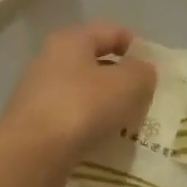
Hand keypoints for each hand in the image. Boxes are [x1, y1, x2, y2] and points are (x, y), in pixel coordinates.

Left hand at [0, 22, 156, 186]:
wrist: (32, 154)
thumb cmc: (81, 107)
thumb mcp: (127, 84)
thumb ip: (142, 72)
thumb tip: (141, 71)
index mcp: (70, 40)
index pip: (111, 32)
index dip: (136, 47)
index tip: (154, 72)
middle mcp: (50, 60)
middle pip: (95, 63)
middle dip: (121, 80)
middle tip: (144, 100)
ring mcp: (39, 93)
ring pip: (83, 93)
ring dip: (106, 106)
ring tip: (128, 125)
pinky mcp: (35, 124)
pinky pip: (72, 119)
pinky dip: (89, 127)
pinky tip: (104, 142)